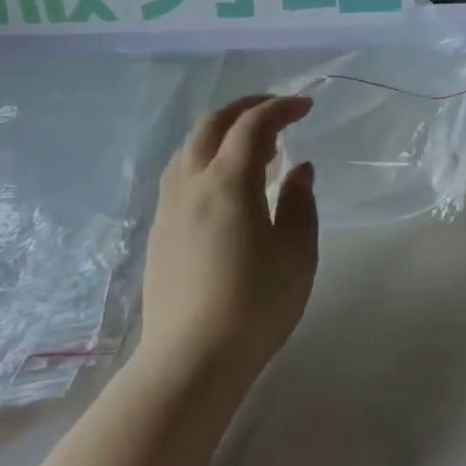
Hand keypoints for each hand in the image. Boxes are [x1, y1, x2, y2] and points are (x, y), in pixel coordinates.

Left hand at [139, 94, 318, 379]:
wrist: (192, 359)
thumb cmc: (256, 304)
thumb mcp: (297, 252)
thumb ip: (300, 202)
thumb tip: (298, 169)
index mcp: (228, 182)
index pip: (254, 126)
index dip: (281, 107)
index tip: (306, 106)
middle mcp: (192, 184)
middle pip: (212, 125)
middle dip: (245, 108)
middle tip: (276, 110)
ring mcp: (169, 207)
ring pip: (190, 148)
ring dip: (222, 133)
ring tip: (253, 147)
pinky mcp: (159, 231)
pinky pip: (180, 174)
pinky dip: (205, 158)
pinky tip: (223, 183)